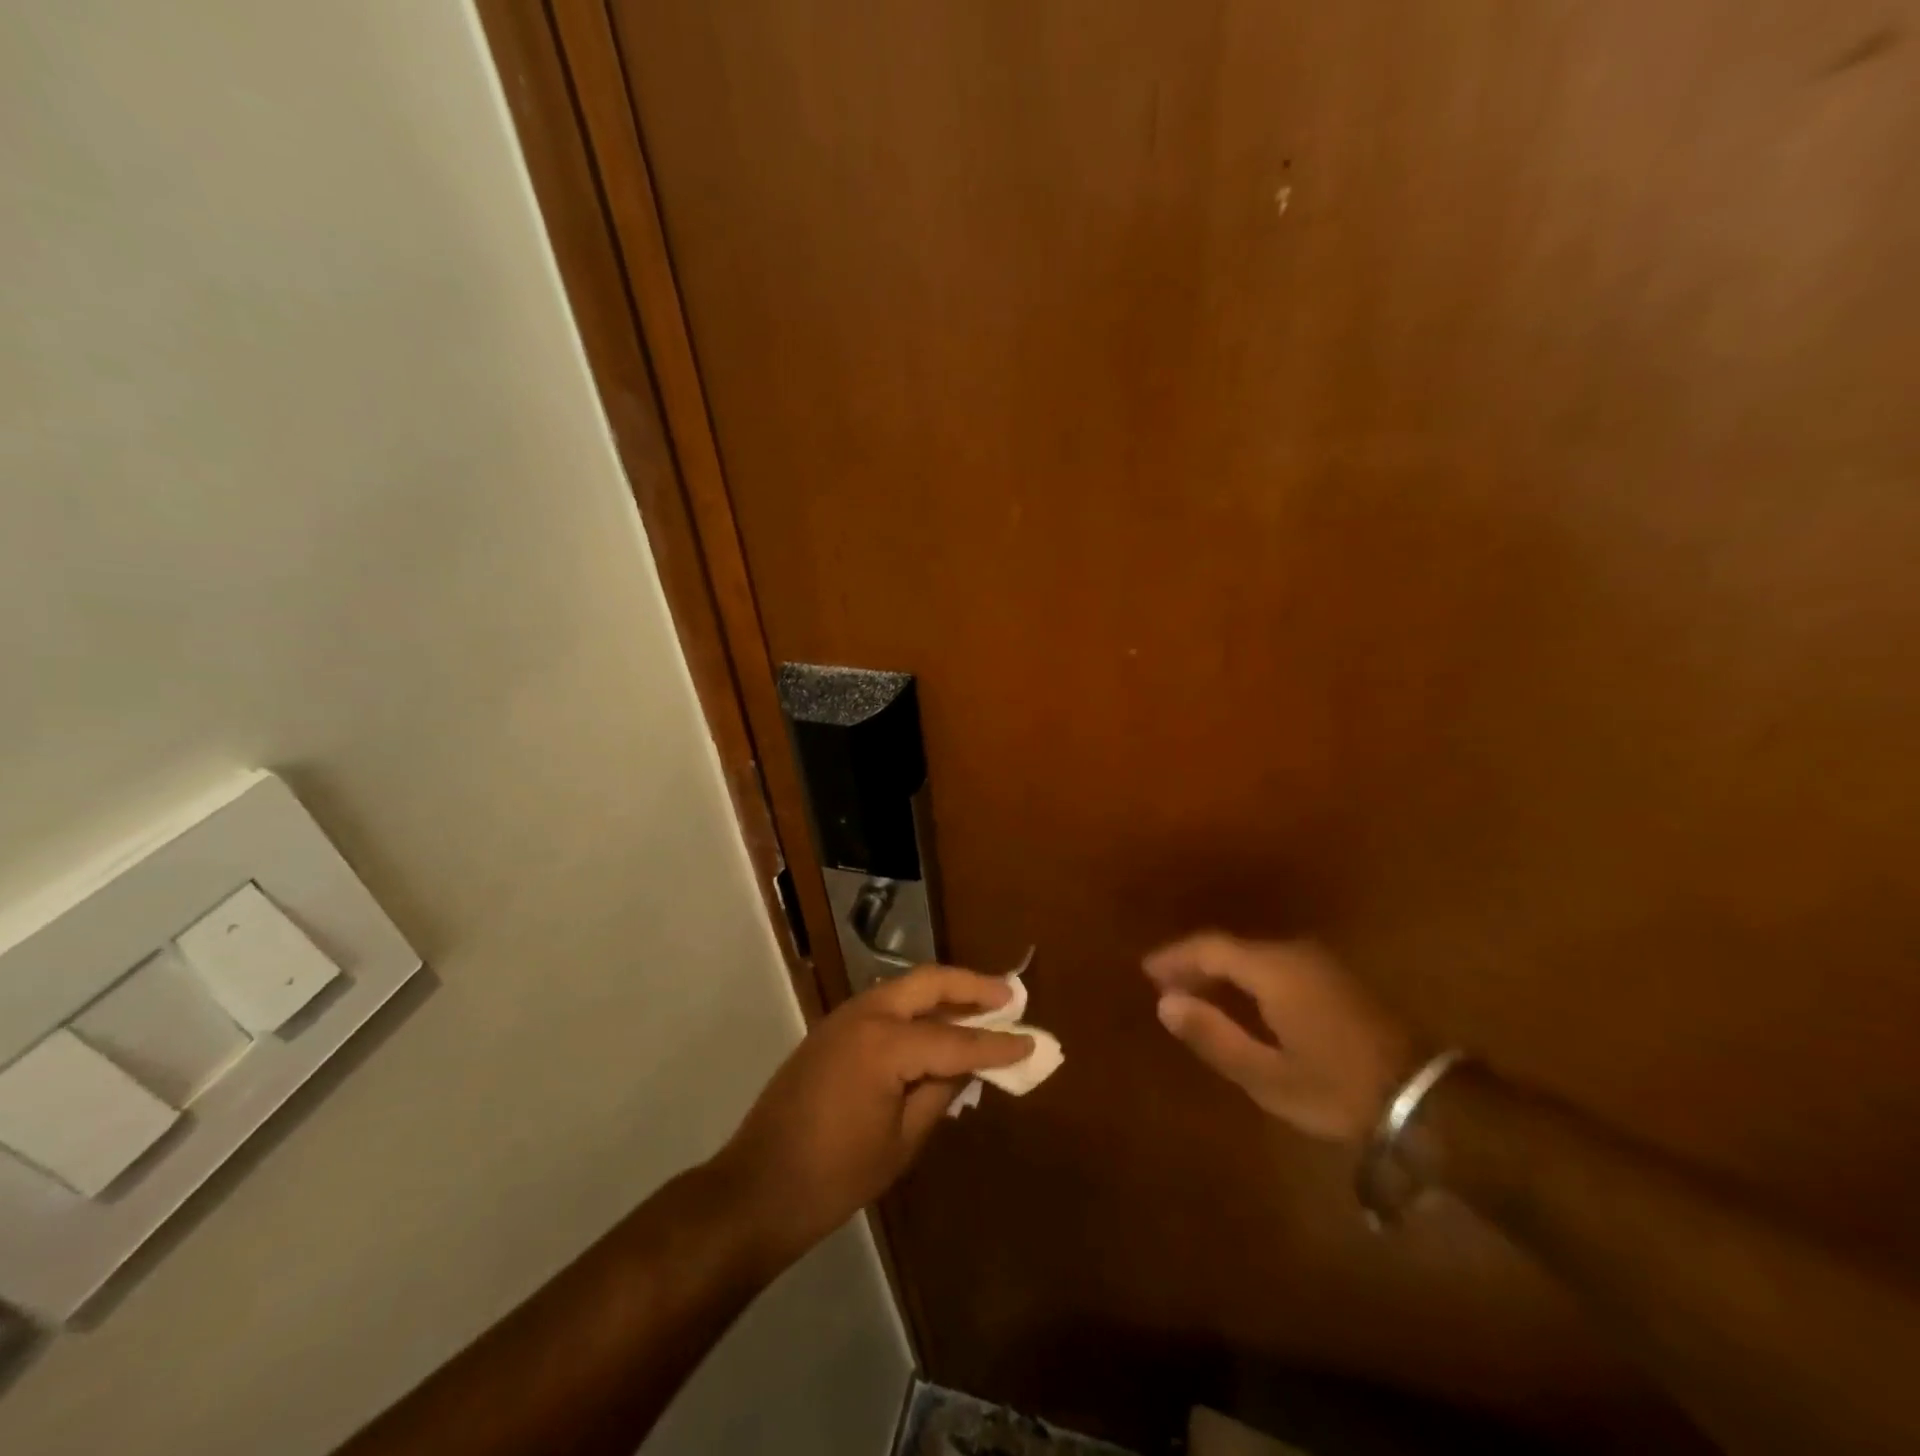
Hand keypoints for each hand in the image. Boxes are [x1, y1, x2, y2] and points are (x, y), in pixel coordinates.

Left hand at [713, 967, 1032, 1265]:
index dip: (996, 1044)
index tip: (1032, 1041)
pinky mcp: (832, 1030)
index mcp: (884, 1045)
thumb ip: (939, 1094)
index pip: (955, 1040)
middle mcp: (865, 1015)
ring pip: (906, 988)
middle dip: (972, 986)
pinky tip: (938, 1028)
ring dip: (945, 993)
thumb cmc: (834, 1177)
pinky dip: (918, 1009)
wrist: (757, 1189)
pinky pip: (886, 1007)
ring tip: (983, 1005)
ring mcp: (844, 1018)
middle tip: (1010, 996)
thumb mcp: (901, 1142)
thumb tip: (969, 1065)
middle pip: (929, 983)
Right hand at [1144, 933, 1423, 1144]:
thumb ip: (1214, 1036)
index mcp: (1274, 969)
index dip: (1175, 957)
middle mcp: (1294, 953)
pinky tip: (1242, 1000)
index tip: (1147, 972)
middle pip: (1232, 948)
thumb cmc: (1337, 1088)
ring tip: (1197, 994)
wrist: (1426, 1100)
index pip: (1210, 948)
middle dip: (1196, 964)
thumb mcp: (1266, 1075)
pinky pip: (1277, 964)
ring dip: (1223, 971)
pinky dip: (1249, 977)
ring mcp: (1320, 963)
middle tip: (1167, 988)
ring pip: (1255, 955)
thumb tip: (1165, 1004)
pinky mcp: (1337, 978)